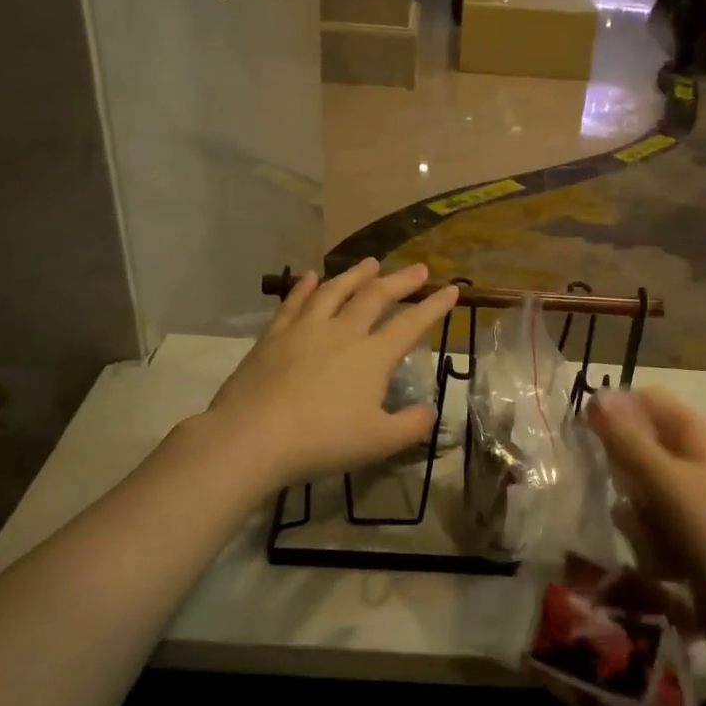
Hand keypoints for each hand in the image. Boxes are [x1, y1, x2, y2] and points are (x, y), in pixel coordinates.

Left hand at [202, 260, 458, 491]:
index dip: (434, 307)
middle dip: (400, 281)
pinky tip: (309, 276)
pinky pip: (294, 302)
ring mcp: (305, 329)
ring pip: (335, 291)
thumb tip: (429, 411)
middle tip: (416, 268)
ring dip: (355, 275)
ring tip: (370, 262)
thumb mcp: (379, 442)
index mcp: (373, 356)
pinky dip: (304, 287)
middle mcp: (343, 332)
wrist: (255, 435)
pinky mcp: (274, 336)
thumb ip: (411, 425)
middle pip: (375, 297)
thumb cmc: (323, 440)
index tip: (451, 289)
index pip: (411, 324)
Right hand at [588, 388, 705, 659]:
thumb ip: (627, 439)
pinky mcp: (688, 536)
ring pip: (639, 491)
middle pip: (639, 448)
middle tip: (633, 498)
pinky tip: (664, 565)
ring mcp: (693, 500)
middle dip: (626, 476)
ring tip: (653, 539)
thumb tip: (596, 394)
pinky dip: (651, 542)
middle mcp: (696, 460)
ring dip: (637, 516)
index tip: (588, 436)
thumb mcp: (665, 481)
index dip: (616, 411)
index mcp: (698, 435)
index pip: (646, 400)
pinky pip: (651, 525)